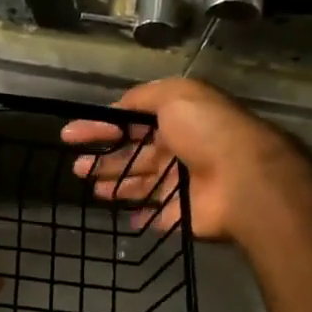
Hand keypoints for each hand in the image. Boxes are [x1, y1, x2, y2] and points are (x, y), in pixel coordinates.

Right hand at [60, 79, 311, 242]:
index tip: (69, 135)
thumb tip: (116, 107)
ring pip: (141, 184)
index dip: (99, 126)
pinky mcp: (182, 214)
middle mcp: (178, 150)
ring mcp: (181, 184)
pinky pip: (157, 215)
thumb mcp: (174, 96)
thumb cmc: (206, 132)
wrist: (242, 179)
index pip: (130, 122)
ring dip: (115, 185)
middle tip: (76, 167)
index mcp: (176, 120)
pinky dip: (140, 215)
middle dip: (104, 159)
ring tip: (90, 188)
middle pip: (133, 155)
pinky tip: (123, 214)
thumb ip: (142, 98)